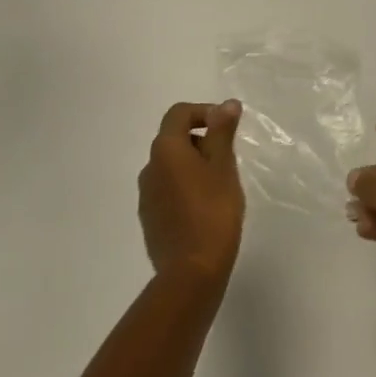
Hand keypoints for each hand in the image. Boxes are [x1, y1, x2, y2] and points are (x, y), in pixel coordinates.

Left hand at [139, 101, 245, 284]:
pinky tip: (206, 208)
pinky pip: (168, 190)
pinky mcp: (150, 219)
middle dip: (202, 140)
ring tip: (221, 184)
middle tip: (229, 158)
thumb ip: (222, 132)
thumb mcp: (224, 166)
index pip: (179, 114)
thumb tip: (226, 104)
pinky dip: (186, 187)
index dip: (204, 112)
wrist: (191, 272)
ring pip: (172, 166)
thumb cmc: (213, 211)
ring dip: (194, 165)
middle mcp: (150, 168)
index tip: (227, 128)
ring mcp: (146, 196)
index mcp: (165, 150)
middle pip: (174, 139)